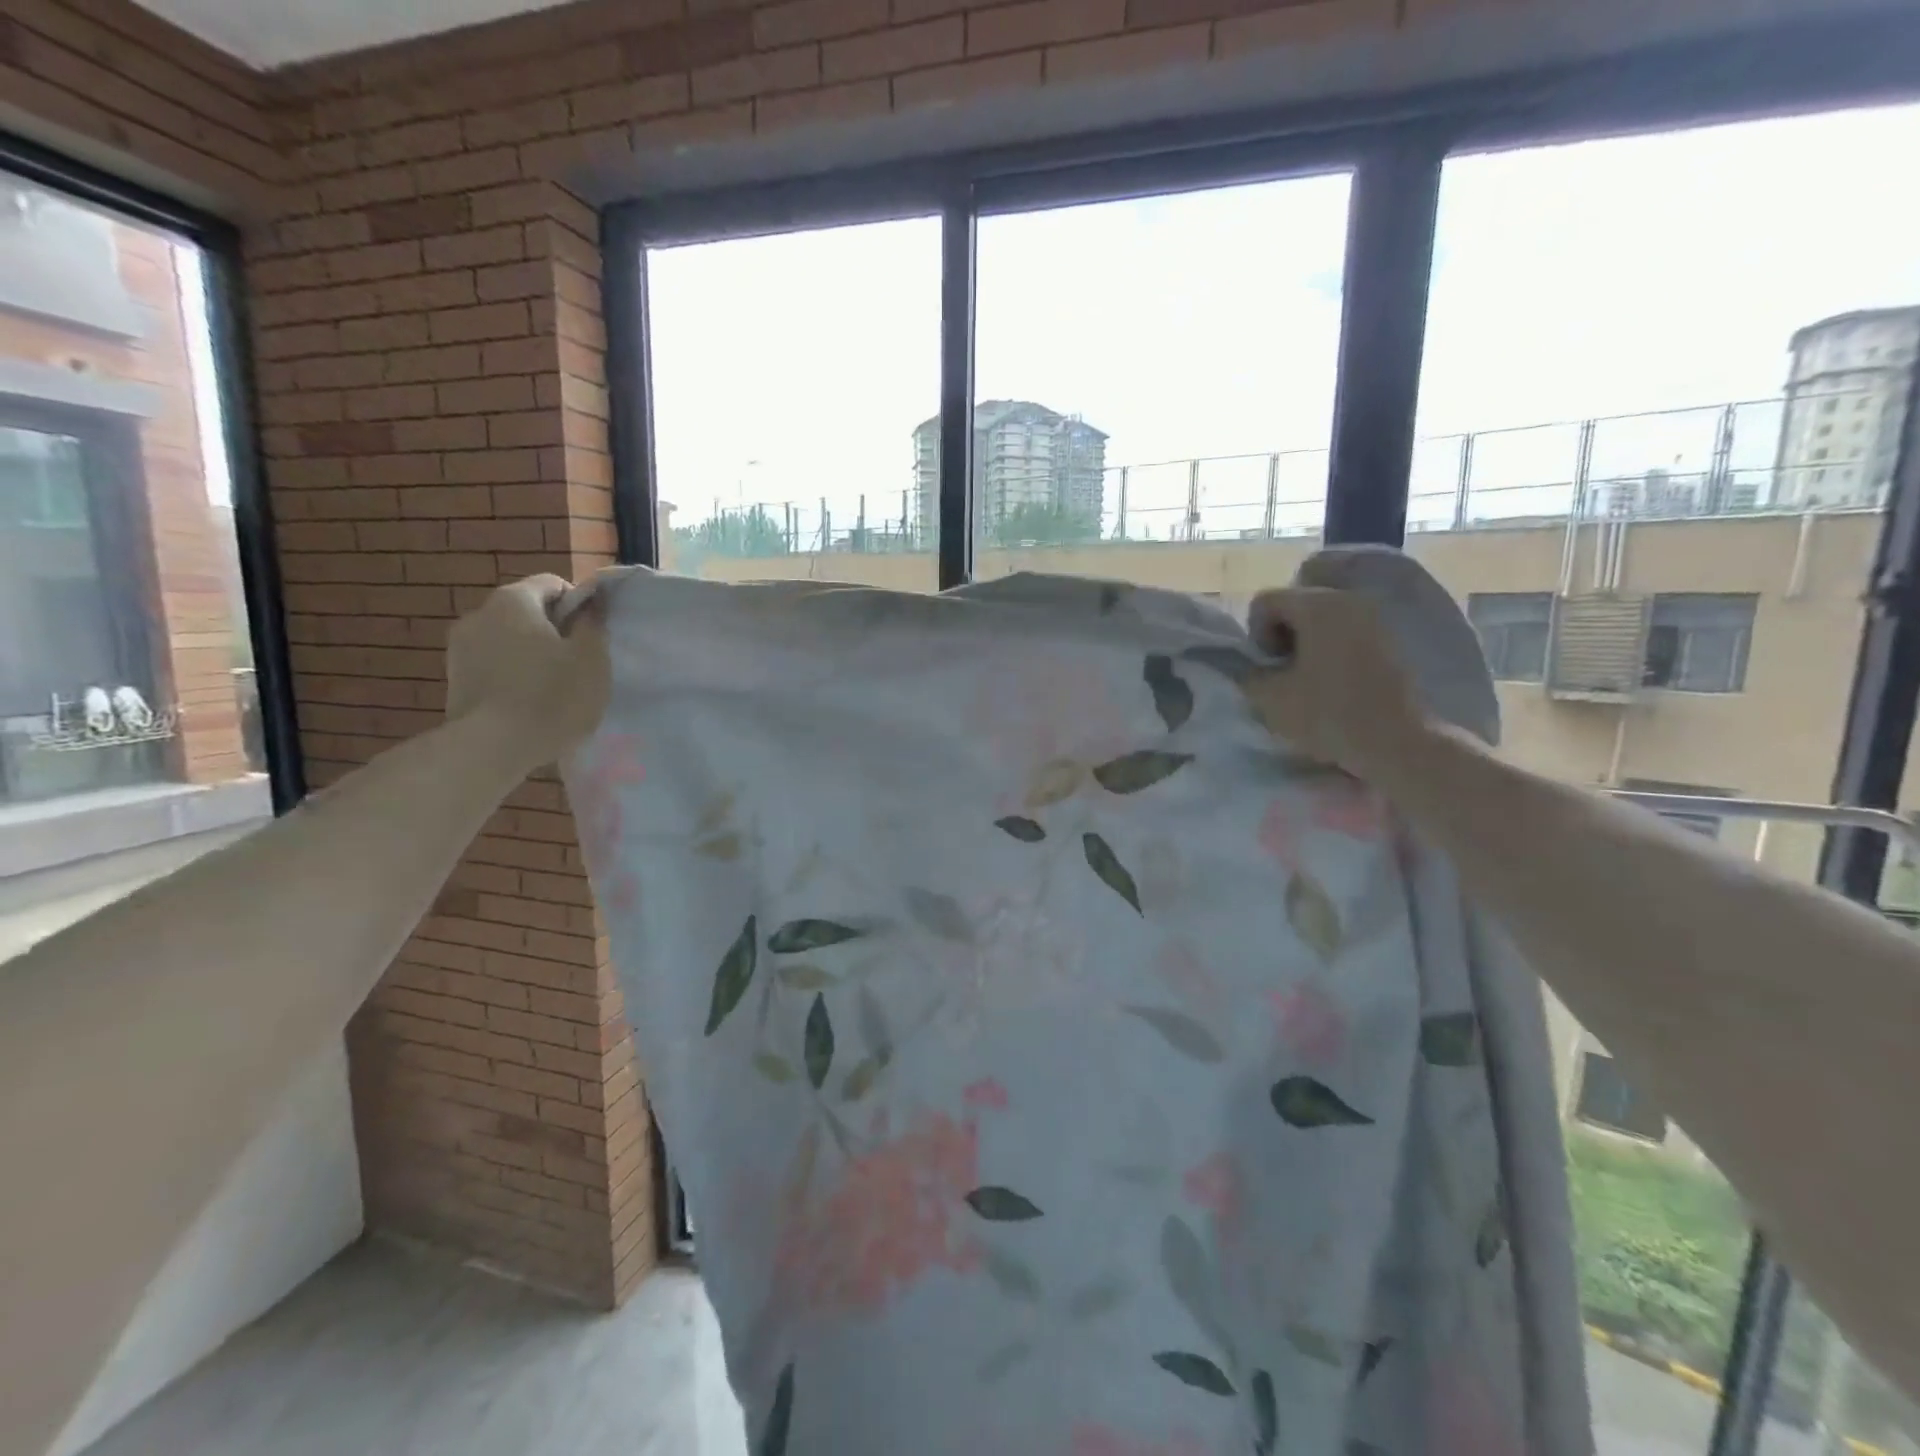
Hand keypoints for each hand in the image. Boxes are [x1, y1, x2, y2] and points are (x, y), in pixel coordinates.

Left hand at [445, 575, 609, 771]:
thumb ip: (593, 624)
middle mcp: (479, 613)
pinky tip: (528, 703)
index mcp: (514, 600)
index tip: (593, 637)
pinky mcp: (453, 678)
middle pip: (527, 612)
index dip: (579, 605)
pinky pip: (493, 665)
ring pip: (509, 640)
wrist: (492, 748)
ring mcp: (460, 647)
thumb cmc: (552, 696)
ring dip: (531, 655)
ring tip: (552, 688)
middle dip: (553, 631)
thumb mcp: (592, 659)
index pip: (553, 584)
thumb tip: (591, 605)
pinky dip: (512, 675)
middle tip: (577, 664)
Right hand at [1241, 586, 1431, 782]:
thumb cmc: (1330, 714)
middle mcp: (1350, 598)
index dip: (1255, 635)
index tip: (1269, 668)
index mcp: (1317, 604)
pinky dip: (1334, 650)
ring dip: (1309, 644)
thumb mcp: (1269, 698)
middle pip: (1296, 604)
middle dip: (1283, 636)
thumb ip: (1248, 674)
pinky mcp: (1394, 637)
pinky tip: (1338, 683)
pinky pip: (1349, 632)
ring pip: (1324, 619)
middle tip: (1286, 674)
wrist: (1400, 742)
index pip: (1265, 602)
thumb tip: (1251, 667)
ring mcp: (1377, 616)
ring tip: (1312, 679)